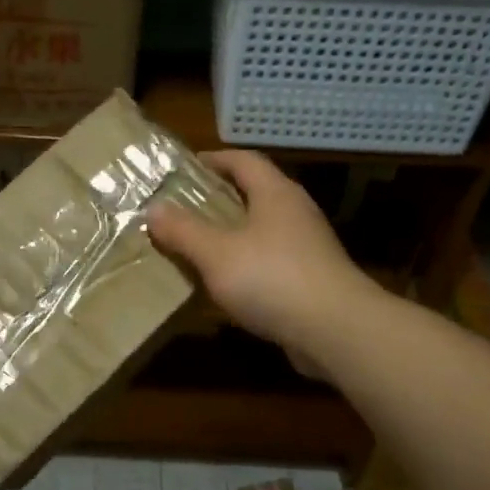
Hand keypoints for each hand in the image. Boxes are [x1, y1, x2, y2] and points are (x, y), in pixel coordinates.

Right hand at [146, 151, 380, 375]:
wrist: (335, 330)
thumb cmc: (272, 278)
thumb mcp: (216, 252)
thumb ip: (183, 230)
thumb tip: (153, 208)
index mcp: (275, 193)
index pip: (244, 160)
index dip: (214, 160)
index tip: (185, 168)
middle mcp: (295, 212)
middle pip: (253, 193)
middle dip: (218, 198)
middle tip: (182, 209)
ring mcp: (307, 246)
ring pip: (261, 229)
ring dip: (231, 234)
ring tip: (197, 246)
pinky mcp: (311, 278)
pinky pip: (270, 261)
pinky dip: (245, 264)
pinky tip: (225, 283)